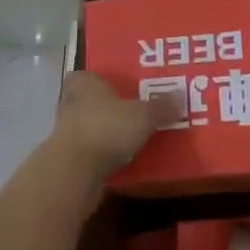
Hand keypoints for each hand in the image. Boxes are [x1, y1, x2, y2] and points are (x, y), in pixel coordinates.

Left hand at [53, 72, 178, 177]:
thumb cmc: (105, 129)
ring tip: (136, 136)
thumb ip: (161, 106)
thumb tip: (181, 96)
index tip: (126, 85)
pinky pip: (93, 152)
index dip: (107, 79)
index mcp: (85, 83)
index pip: (91, 74)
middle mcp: (72, 103)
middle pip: (93, 101)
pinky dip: (105, 155)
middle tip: (138, 110)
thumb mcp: (142, 115)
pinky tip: (125, 160)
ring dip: (109, 132)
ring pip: (93, 127)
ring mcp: (67, 133)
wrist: (73, 174)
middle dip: (112, 107)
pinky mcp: (69, 161)